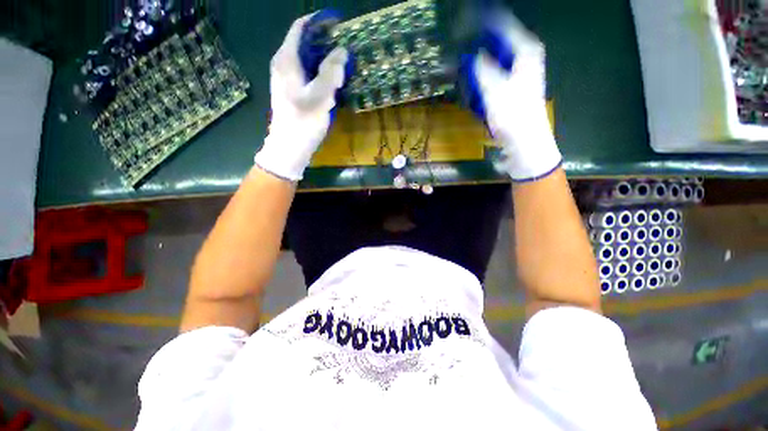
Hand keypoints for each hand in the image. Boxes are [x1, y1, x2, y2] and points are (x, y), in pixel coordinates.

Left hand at [254, 12, 351, 181]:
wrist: (289, 147)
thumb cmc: (304, 122)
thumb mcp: (321, 96)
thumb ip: (332, 71)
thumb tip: (341, 51)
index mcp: (287, 59)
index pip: (301, 27)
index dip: (319, 21)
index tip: (338, 23)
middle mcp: (283, 64)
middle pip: (303, 41)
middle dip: (324, 40)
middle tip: (344, 45)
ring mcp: (285, 78)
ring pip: (305, 58)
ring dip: (323, 57)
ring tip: (341, 61)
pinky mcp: (290, 90)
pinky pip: (306, 72)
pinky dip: (319, 70)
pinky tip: (331, 80)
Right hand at [461, 10, 561, 181]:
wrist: (524, 141)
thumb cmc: (512, 115)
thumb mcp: (493, 89)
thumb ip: (482, 68)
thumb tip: (473, 54)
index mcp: (525, 51)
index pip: (503, 25)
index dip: (484, 21)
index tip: (466, 19)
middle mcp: (525, 56)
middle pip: (500, 40)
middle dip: (480, 40)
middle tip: (461, 40)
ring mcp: (520, 72)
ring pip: (497, 56)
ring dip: (481, 57)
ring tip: (464, 58)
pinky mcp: (513, 86)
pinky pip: (496, 71)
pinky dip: (484, 72)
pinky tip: (474, 77)